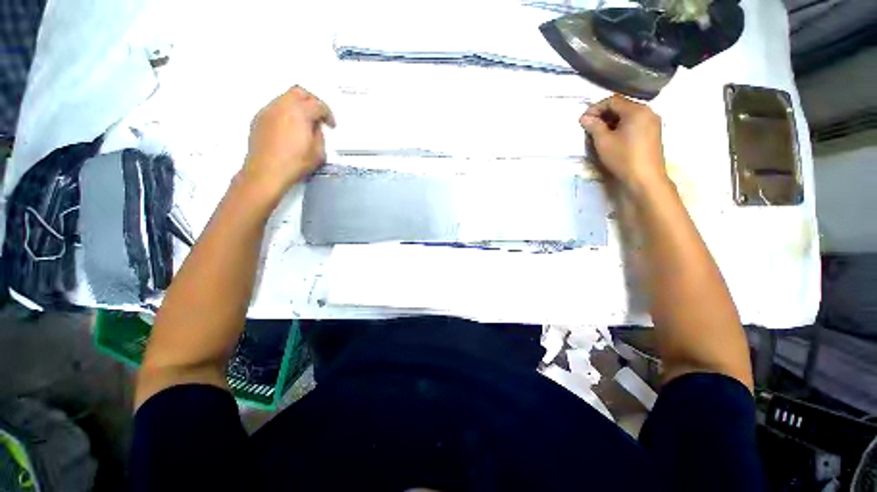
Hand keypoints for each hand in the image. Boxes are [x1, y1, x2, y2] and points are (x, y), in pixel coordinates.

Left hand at [242, 86, 335, 199]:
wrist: (267, 172)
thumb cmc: (293, 163)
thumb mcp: (318, 152)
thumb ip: (319, 135)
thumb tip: (315, 128)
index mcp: (299, 113)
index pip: (318, 105)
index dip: (328, 114)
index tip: (330, 124)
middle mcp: (282, 107)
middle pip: (299, 92)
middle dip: (312, 101)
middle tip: (318, 115)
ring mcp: (268, 111)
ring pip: (285, 97)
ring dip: (297, 106)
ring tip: (304, 122)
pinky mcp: (259, 119)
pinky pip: (275, 108)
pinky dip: (286, 112)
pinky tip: (290, 127)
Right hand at [579, 94, 667, 195]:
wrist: (645, 178)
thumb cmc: (623, 158)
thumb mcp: (603, 142)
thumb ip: (594, 126)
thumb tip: (585, 117)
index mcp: (637, 110)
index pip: (613, 101)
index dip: (596, 108)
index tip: (583, 119)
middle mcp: (648, 111)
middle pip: (622, 106)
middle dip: (603, 114)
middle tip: (588, 126)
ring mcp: (652, 122)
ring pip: (628, 115)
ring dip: (612, 121)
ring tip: (598, 132)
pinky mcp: (653, 133)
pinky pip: (635, 123)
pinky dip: (621, 126)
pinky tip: (612, 137)